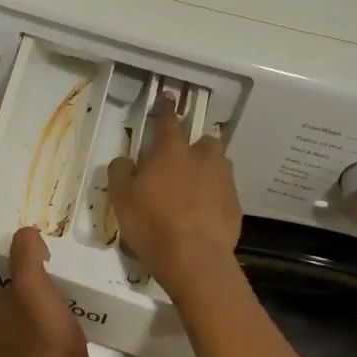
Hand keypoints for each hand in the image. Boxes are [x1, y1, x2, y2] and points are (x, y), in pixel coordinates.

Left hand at [0, 228, 92, 356]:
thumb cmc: (42, 334)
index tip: (25, 252)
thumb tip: (25, 234)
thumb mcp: (33, 283)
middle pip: (2, 296)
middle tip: (45, 265)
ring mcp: (6, 355)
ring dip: (33, 304)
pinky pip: (33, 338)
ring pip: (18, 317)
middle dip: (20, 282)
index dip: (3, 261)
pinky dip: (44, 327)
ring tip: (58, 288)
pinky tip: (64, 319)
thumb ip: (25, 252)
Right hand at [106, 103, 241, 283]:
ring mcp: (223, 181)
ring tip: (195, 188)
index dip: (165, 108)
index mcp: (171, 151)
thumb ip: (121, 172)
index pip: (168, 120)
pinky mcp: (235, 206)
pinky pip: (224, 193)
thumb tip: (125, 160)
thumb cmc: (152, 223)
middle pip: (204, 140)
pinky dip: (215, 198)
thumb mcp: (121, 197)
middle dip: (196, 145)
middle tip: (182, 159)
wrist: (195, 259)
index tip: (167, 97)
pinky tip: (204, 214)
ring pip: (218, 165)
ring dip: (208, 170)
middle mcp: (202, 158)